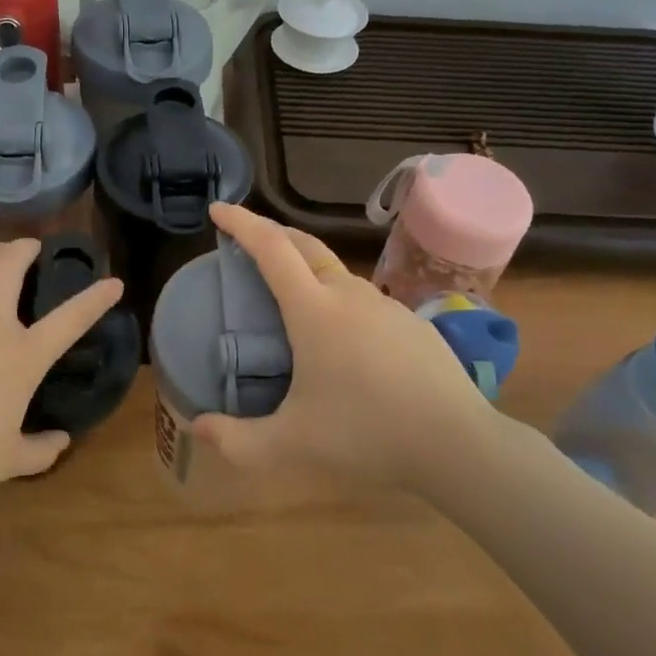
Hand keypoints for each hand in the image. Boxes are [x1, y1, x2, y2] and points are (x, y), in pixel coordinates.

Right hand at [191, 203, 499, 493]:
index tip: (218, 210)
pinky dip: (338, 298)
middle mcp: (349, 295)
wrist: (457, 444)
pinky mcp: (412, 324)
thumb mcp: (290, 445)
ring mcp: (386, 306)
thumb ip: (236, 440)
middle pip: (305, 245)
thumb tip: (198, 427)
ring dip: (306, 268)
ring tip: (290, 295)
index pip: (270, 248)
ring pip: (337, 272)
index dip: (241, 223)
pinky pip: (363, 299)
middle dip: (271, 232)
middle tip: (247, 240)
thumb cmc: (366, 435)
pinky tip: (342, 337)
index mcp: (314, 310)